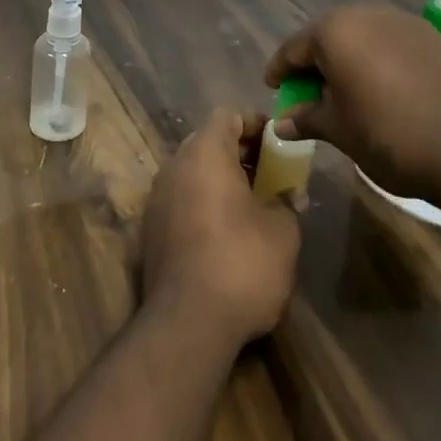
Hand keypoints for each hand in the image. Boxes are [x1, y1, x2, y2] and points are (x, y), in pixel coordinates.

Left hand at [142, 108, 300, 348]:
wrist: (186, 326)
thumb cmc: (241, 264)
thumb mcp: (282, 232)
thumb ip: (287, 203)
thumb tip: (290, 195)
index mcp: (204, 153)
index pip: (227, 115)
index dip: (255, 122)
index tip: (278, 141)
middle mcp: (174, 166)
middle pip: (207, 141)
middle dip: (240, 152)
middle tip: (271, 172)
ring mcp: (157, 199)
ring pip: (193, 172)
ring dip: (221, 179)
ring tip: (254, 203)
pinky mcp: (150, 231)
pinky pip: (181, 200)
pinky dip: (204, 203)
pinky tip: (228, 232)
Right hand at [264, 4, 440, 200]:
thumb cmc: (389, 136)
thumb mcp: (339, 130)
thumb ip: (307, 118)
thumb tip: (281, 123)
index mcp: (334, 31)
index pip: (294, 48)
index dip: (280, 70)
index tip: (273, 87)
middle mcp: (366, 14)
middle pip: (328, 36)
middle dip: (315, 62)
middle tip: (308, 92)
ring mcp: (402, 22)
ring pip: (361, 36)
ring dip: (348, 59)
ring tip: (346, 91)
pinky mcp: (431, 36)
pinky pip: (390, 42)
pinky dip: (377, 60)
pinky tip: (382, 87)